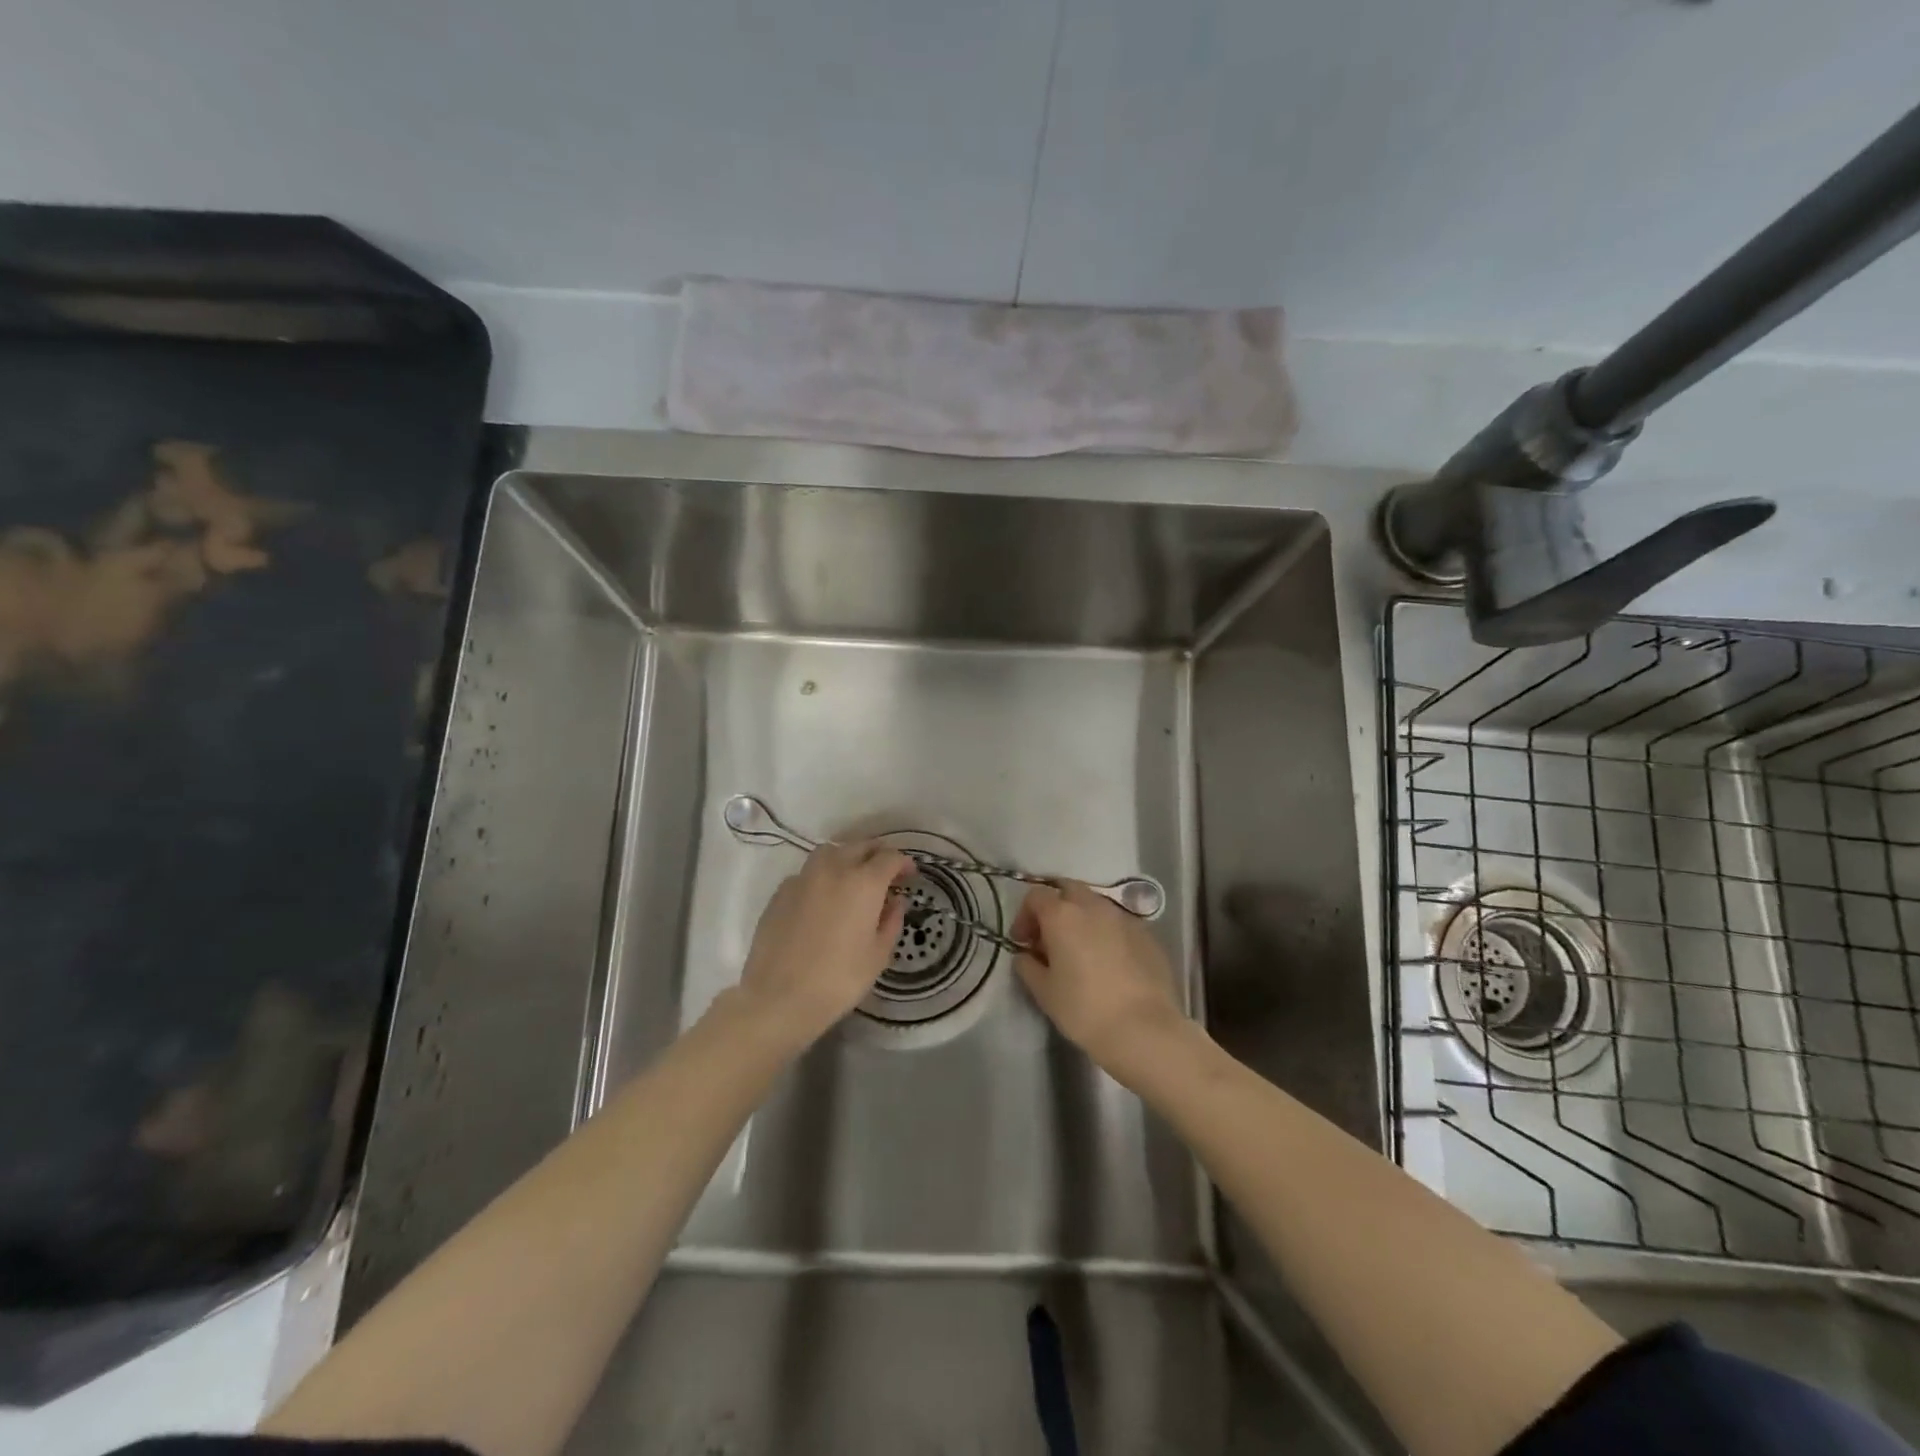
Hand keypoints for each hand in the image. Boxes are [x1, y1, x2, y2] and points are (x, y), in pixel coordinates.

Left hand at [735, 841, 912, 1047]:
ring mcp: (803, 878)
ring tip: (853, 876)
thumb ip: (891, 921)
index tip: (910, 875)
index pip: (889, 857)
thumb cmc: (839, 979)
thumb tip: (895, 900)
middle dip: (877, 853)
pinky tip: (823, 897)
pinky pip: (808, 872)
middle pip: (860, 846)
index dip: (903, 863)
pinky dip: (822, 875)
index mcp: (864, 883)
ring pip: (830, 852)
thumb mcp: (878, 955)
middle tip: (886, 871)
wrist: (779, 997)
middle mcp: (834, 869)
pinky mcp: (781, 892)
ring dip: (847, 856)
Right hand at [1012, 881, 1188, 1079]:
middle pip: (1067, 890)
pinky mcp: (1147, 934)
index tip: (1023, 942)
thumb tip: (1026, 955)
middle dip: (1055, 907)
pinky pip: (1118, 923)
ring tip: (1080, 951)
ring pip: (1095, 904)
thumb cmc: (1085, 1010)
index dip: (1024, 916)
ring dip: (1082, 918)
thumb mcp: (1044, 992)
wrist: (1145, 1030)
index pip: (1035, 895)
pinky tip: (1108, 962)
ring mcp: (1124, 917)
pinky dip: (1106, 932)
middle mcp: (1093, 906)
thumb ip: (1028, 966)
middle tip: (1050, 939)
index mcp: (1062, 915)